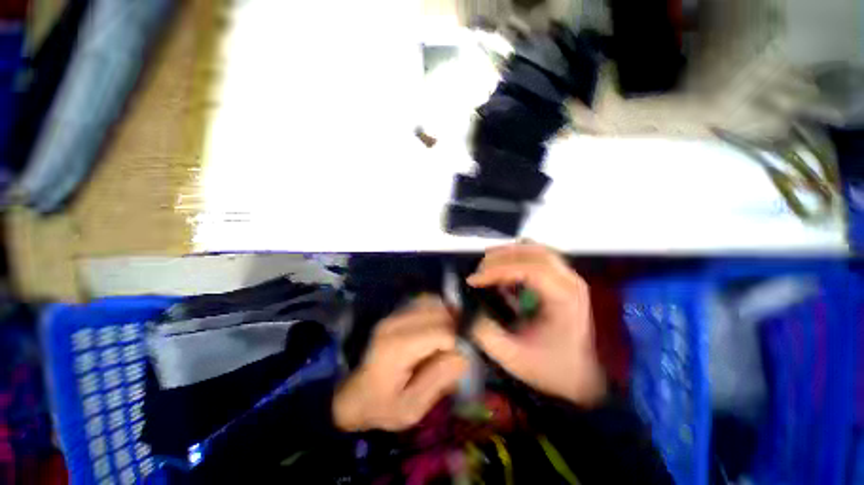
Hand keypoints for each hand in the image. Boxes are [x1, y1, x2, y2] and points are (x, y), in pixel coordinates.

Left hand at [333, 296, 468, 431]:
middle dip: (454, 327)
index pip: (441, 333)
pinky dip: (437, 309)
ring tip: (450, 334)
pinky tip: (438, 325)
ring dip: (447, 315)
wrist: (355, 395)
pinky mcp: (395, 313)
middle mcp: (395, 324)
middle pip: (438, 312)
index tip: (459, 359)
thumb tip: (464, 354)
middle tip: (457, 347)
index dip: (457, 344)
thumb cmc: (383, 406)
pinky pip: (423, 301)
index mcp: (397, 348)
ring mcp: (394, 315)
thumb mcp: (412, 408)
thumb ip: (439, 380)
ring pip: (432, 302)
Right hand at [469, 243, 606, 405]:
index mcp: (564, 298)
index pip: (528, 268)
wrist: (585, 377)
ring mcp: (567, 276)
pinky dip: (515, 258)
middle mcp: (569, 280)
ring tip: (487, 269)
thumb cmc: (553, 368)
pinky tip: (504, 273)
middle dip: (498, 258)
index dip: (496, 270)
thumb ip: (486, 334)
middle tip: (478, 274)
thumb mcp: (514, 358)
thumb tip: (468, 310)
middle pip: (530, 250)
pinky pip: (535, 255)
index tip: (473, 280)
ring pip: (533, 248)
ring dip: (506, 254)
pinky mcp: (561, 277)